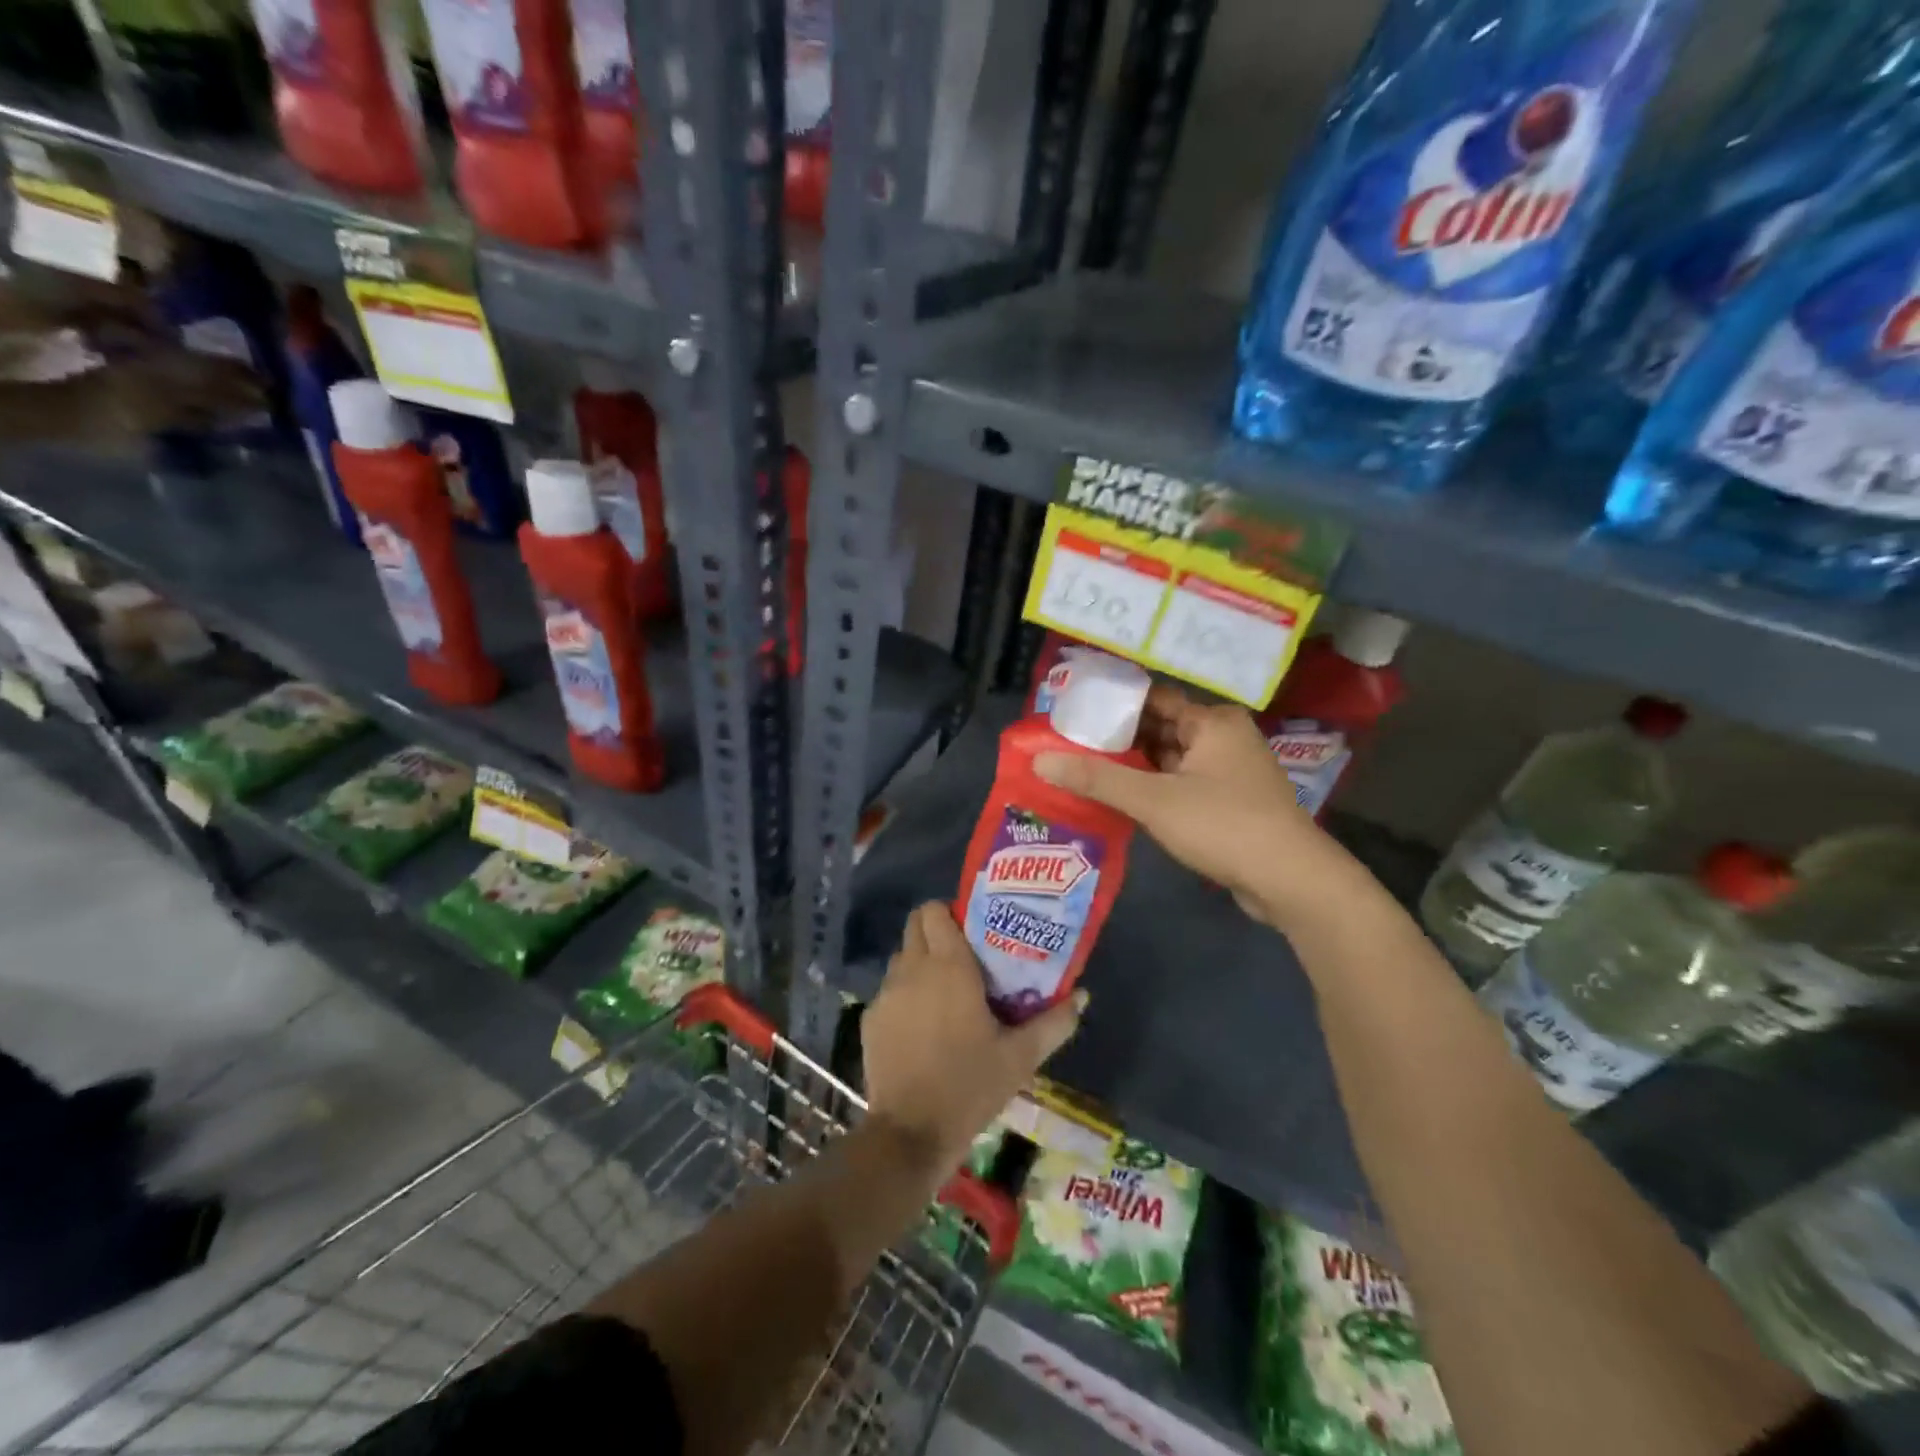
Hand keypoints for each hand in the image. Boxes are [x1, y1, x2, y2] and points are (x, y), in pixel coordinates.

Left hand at [863, 903, 1082, 1168]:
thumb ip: (1054, 1022)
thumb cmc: (970, 1086)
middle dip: (935, 930)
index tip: (973, 929)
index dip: (952, 912)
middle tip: (962, 956)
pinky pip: (889, 991)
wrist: (911, 1132)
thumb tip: (1082, 996)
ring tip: (944, 992)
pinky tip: (922, 1027)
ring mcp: (886, 993)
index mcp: (949, 966)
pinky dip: (904, 995)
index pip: (935, 910)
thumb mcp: (1021, 1057)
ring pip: (901, 957)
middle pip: (916, 925)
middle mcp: (913, 968)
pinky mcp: (870, 1018)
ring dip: (920, 962)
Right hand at [1033, 683, 1360, 929]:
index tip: (1074, 712)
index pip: (1153, 699)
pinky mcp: (1229, 803)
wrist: (1291, 881)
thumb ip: (1097, 778)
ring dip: (1134, 766)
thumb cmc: (1223, 824)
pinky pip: (1181, 784)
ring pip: (1170, 760)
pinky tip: (1120, 799)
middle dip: (1118, 738)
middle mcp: (1223, 738)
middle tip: (1069, 743)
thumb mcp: (1153, 799)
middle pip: (1160, 728)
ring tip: (1084, 769)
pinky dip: (1153, 788)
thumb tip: (1040, 759)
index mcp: (1212, 722)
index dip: (1113, 704)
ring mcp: (1229, 772)